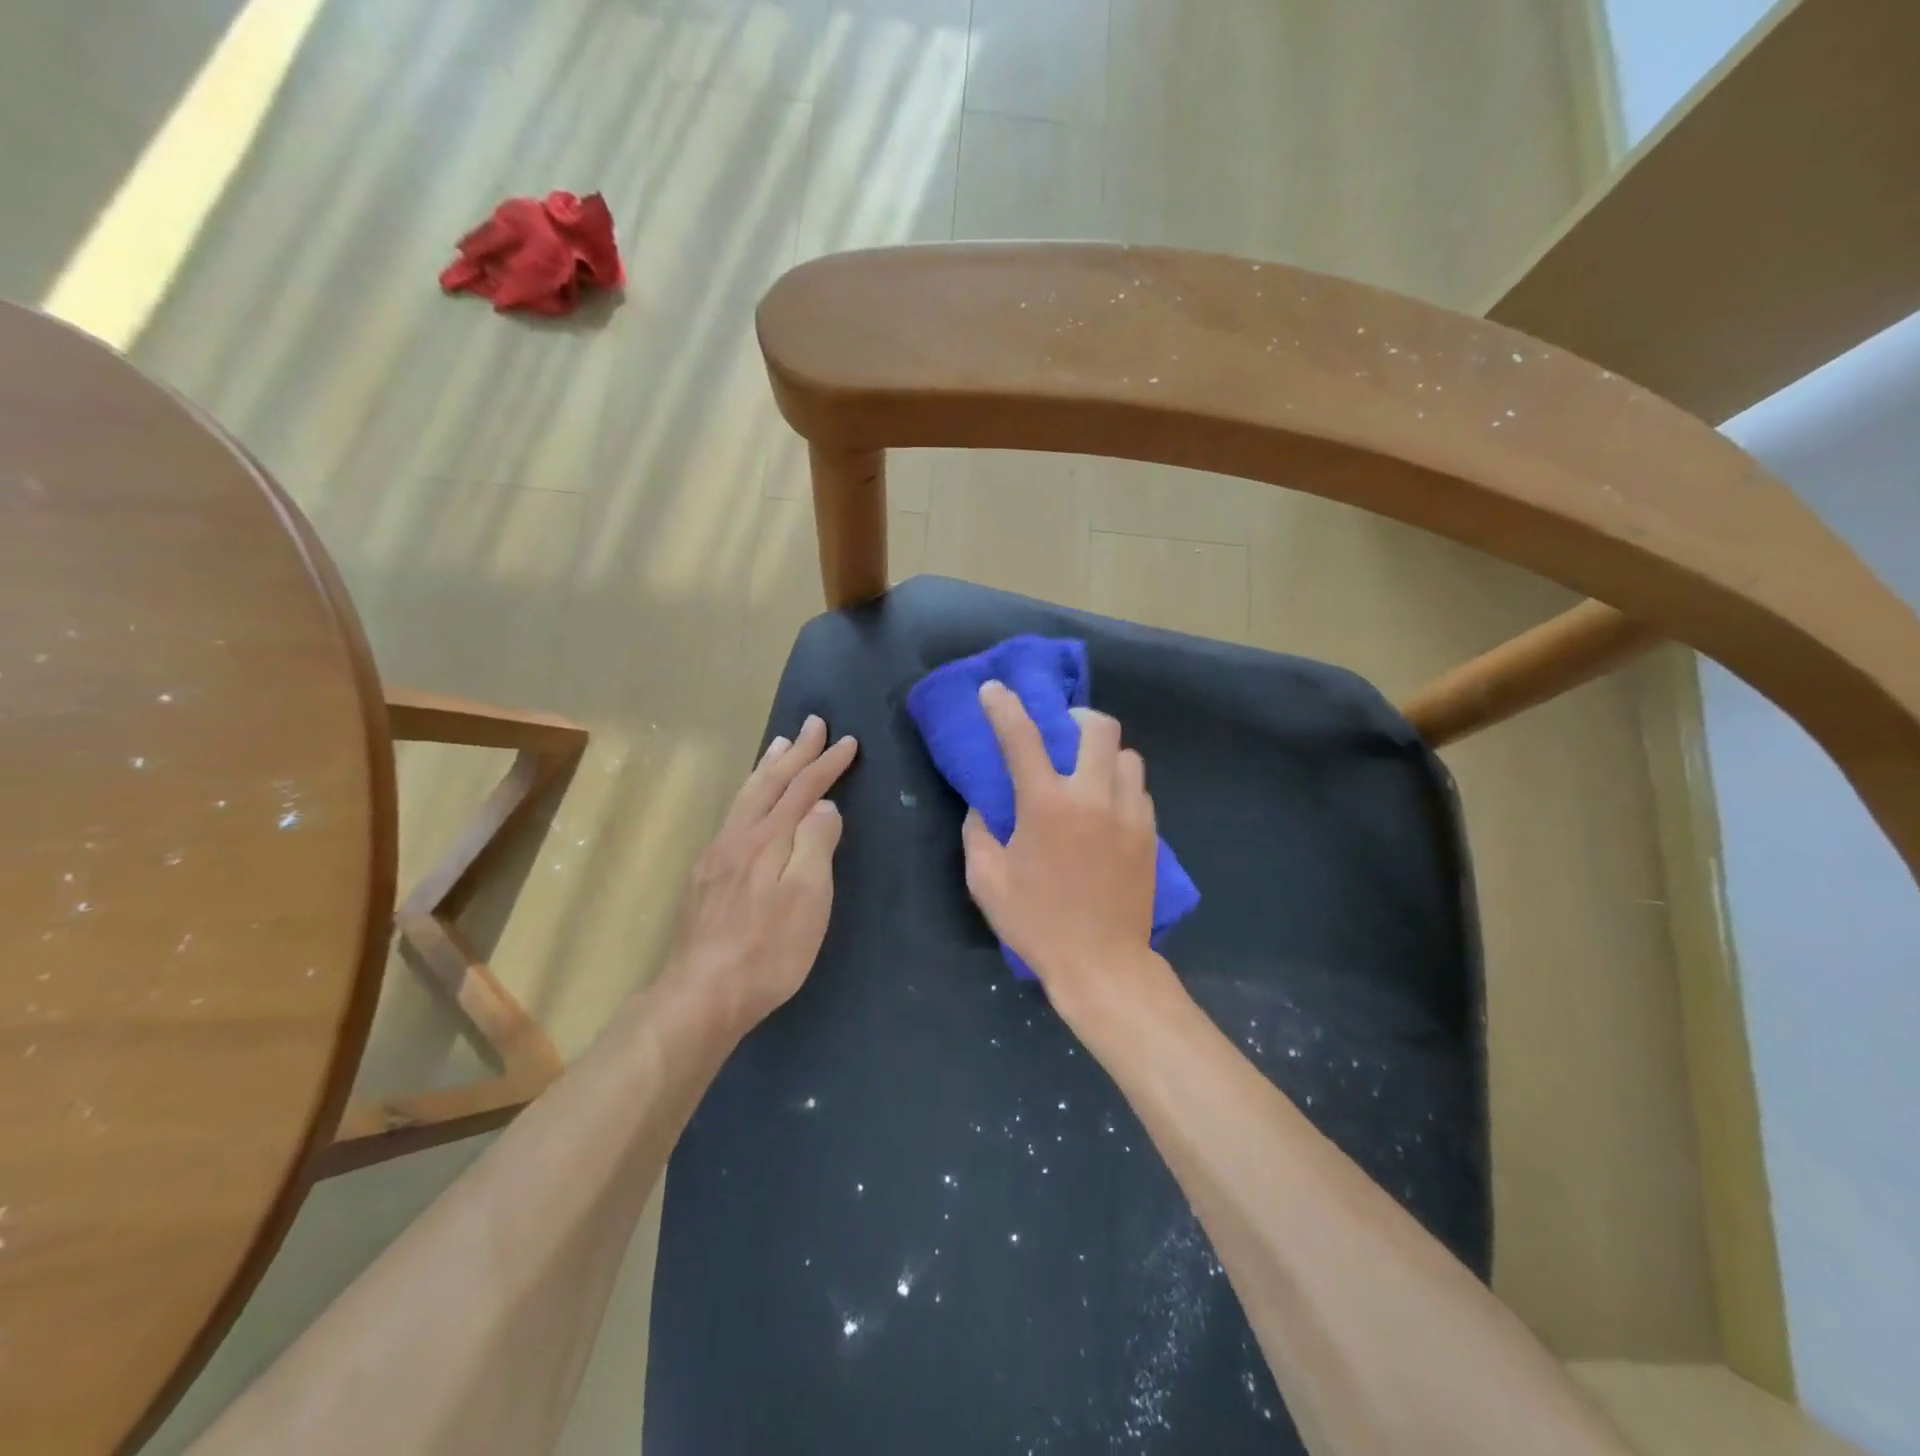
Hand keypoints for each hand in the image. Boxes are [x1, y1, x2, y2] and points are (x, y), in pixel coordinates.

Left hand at [665, 715, 858, 1033]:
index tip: (847, 741)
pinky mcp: (706, 876)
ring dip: (767, 766)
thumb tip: (824, 806)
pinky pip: (733, 815)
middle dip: (795, 752)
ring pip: (746, 796)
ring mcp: (717, 855)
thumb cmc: (768, 950)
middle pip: (770, 784)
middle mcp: (739, 837)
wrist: (702, 994)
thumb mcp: (807, 898)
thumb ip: (815, 845)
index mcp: (768, 840)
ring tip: (778, 744)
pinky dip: (749, 792)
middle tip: (812, 722)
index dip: (826, 764)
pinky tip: (748, 800)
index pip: (803, 790)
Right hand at [962, 681, 1158, 1010]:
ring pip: (1128, 756)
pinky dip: (1120, 787)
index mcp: (1046, 806)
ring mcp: (1129, 814)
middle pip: (1099, 727)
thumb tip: (983, 807)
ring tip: (1088, 775)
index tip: (994, 689)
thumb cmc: (1037, 924)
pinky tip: (1106, 810)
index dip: (1004, 707)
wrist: (1103, 964)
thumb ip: (978, 833)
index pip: (1022, 738)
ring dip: (1104, 755)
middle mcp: (1093, 797)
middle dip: (1077, 718)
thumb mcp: (987, 882)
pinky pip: (1139, 789)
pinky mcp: (1150, 833)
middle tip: (1062, 733)